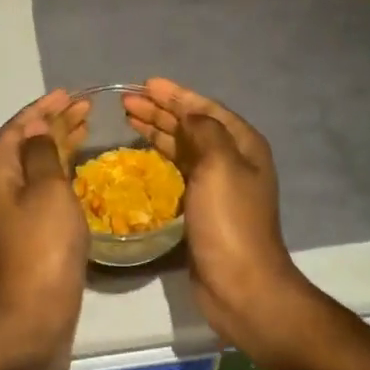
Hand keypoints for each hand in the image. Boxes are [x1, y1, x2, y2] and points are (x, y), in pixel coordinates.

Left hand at [0, 89, 91, 360]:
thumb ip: (42, 152)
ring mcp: (14, 210)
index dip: (43, 108)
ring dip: (60, 142)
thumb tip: (36, 127)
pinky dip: (62, 168)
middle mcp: (1, 186)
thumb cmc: (43, 244)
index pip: (18, 127)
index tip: (69, 94)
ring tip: (87, 126)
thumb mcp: (47, 189)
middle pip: (27, 143)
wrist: (34, 312)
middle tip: (86, 107)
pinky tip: (80, 165)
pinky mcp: (30, 229)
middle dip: (54, 122)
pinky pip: (45, 185)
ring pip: (38, 164)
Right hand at [124, 78, 302, 342]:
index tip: (146, 84)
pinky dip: (159, 155)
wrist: (242, 285)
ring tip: (128, 117)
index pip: (205, 108)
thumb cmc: (230, 221)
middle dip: (161, 110)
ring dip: (157, 129)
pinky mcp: (201, 205)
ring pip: (182, 145)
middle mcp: (232, 159)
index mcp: (243, 144)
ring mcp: (217, 183)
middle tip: (127, 101)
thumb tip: (189, 114)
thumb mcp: (221, 165)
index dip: (176, 95)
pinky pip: (177, 168)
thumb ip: (205, 131)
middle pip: (192, 125)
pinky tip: (142, 150)